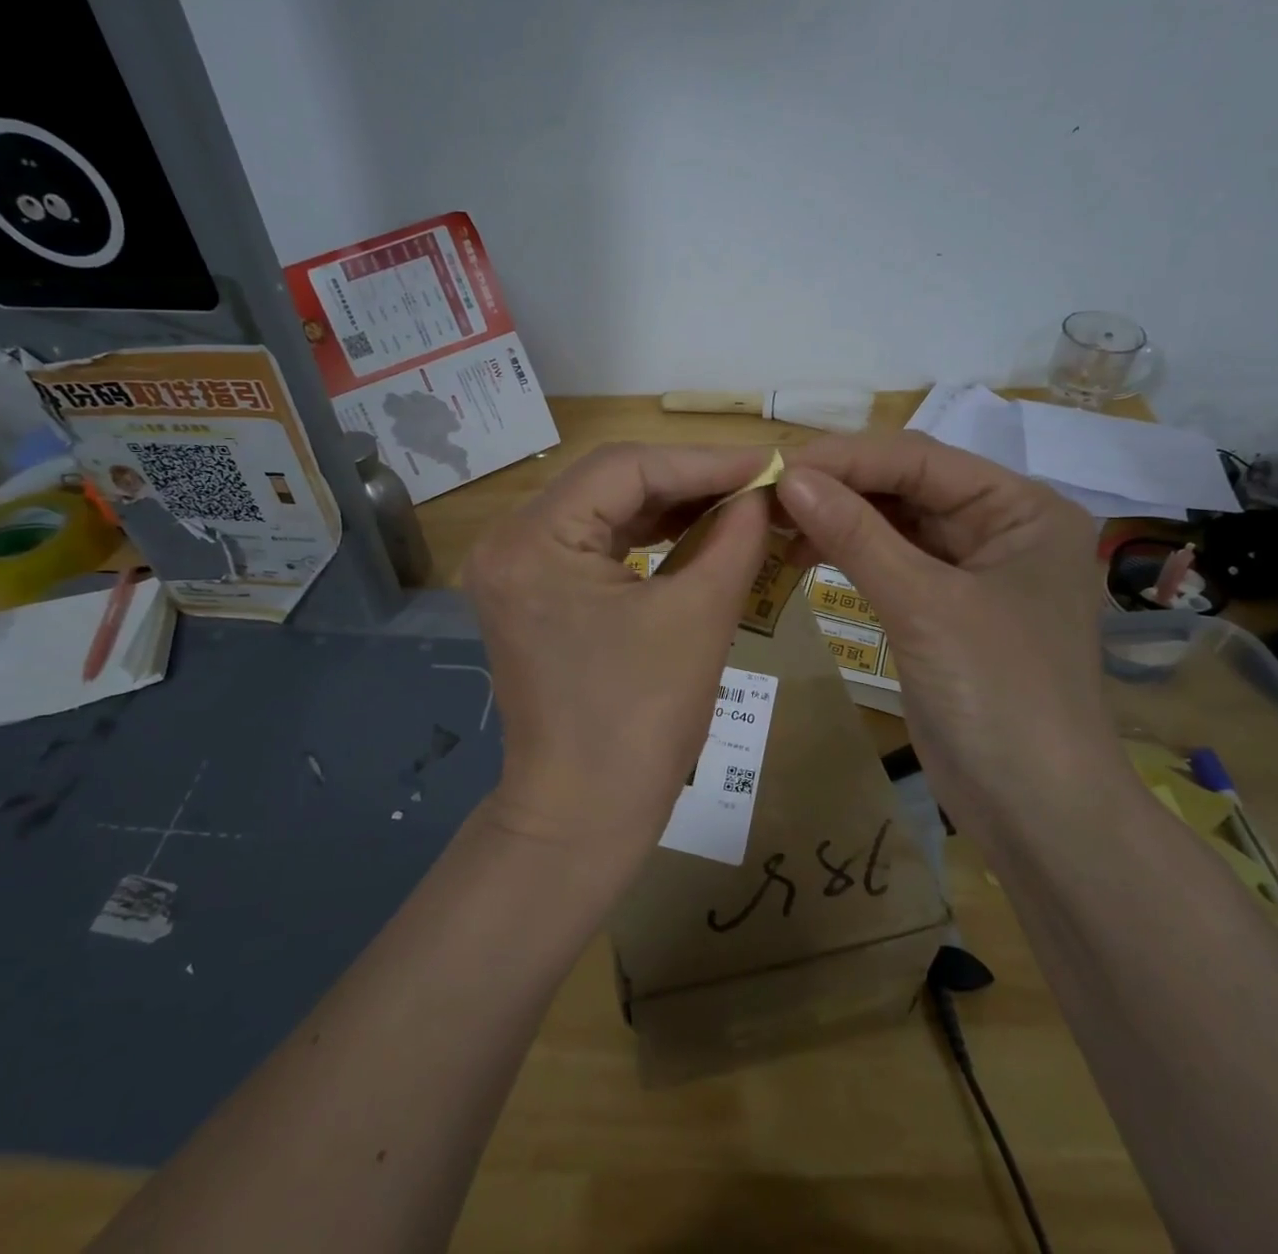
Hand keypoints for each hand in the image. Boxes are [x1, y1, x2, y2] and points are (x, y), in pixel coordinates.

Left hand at [463, 444, 771, 856]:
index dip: (703, 461)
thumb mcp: (698, 617)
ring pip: (603, 512)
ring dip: (670, 506)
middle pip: (609, 483)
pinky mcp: (533, 595)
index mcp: (532, 540)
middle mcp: (509, 542)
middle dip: (688, 480)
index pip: (624, 468)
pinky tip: (694, 532)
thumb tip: (762, 492)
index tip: (768, 461)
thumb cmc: (640, 722)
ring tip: (737, 503)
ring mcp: (516, 570)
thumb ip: (735, 538)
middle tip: (757, 481)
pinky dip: (645, 538)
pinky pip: (594, 546)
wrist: (583, 817)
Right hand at [777, 430, 1112, 793]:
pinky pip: (889, 563)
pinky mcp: (943, 608)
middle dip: (838, 488)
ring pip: (893, 525)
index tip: (776, 465)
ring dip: (836, 520)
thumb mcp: (923, 605)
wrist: (1036, 813)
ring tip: (774, 523)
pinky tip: (801, 556)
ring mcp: (972, 570)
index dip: (846, 459)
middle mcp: (1001, 528)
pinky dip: (847, 556)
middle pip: (906, 487)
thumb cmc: (998, 696)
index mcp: (1022, 509)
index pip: (920, 461)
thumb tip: (788, 476)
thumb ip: (856, 535)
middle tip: (765, 493)